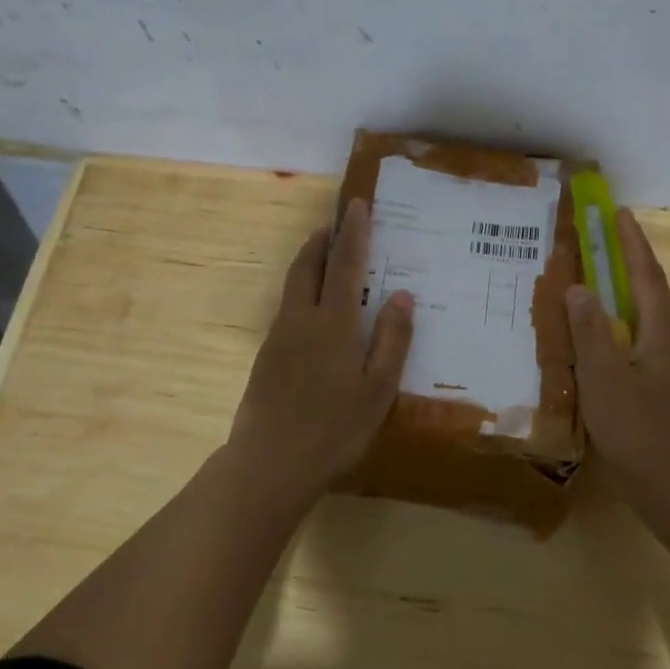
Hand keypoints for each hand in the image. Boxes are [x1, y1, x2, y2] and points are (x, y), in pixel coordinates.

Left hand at [227, 197, 413, 498]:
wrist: (269, 463)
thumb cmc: (334, 429)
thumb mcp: (378, 389)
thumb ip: (392, 339)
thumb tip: (402, 293)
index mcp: (334, 323)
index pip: (346, 264)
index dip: (354, 232)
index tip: (358, 205)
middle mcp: (302, 319)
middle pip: (308, 265)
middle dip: (322, 240)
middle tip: (336, 224)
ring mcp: (279, 337)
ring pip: (293, 285)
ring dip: (309, 262)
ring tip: (326, 256)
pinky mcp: (266, 356)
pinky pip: (287, 307)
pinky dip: (303, 290)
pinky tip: (315, 310)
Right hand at [565, 210, 669, 517]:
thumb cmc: (639, 432)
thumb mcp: (604, 379)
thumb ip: (589, 332)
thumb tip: (579, 287)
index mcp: (663, 333)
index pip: (647, 275)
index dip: (632, 242)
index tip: (620, 212)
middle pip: (649, 294)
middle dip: (626, 266)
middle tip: (597, 247)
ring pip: (645, 323)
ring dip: (622, 300)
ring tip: (591, 293)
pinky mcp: (669, 392)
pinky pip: (642, 346)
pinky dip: (621, 332)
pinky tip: (601, 348)